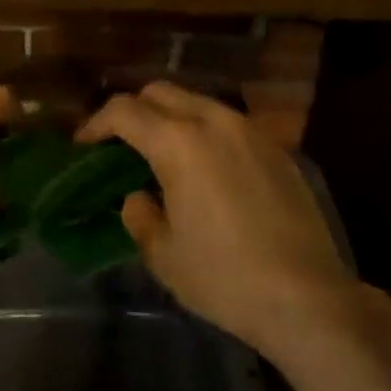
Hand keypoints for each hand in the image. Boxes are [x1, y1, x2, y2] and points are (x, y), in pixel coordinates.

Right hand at [78, 81, 352, 351]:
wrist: (307, 297)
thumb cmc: (224, 277)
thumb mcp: (164, 254)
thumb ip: (139, 215)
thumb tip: (138, 197)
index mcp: (179, 142)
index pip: (125, 111)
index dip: (96, 123)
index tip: (83, 145)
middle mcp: (214, 122)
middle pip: (161, 92)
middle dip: (133, 111)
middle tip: (120, 145)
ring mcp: (250, 131)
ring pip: (198, 102)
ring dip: (171, 117)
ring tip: (162, 154)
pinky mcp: (277, 149)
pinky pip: (228, 124)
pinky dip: (204, 132)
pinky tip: (206, 170)